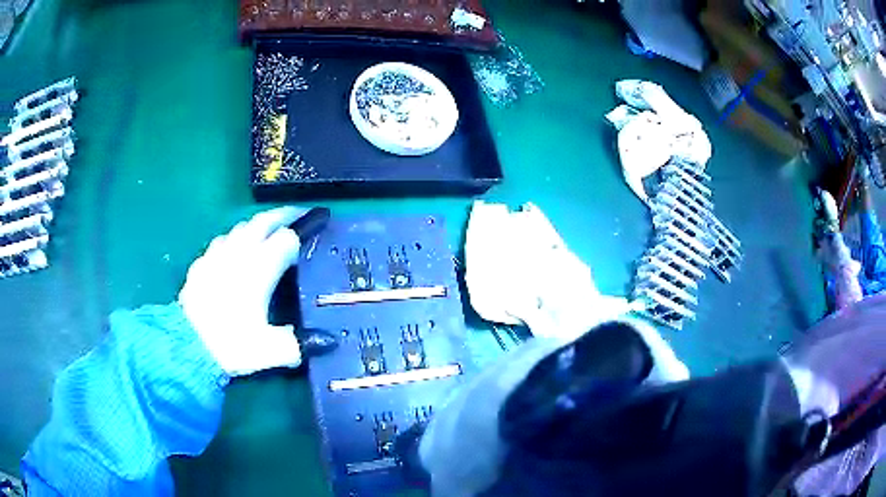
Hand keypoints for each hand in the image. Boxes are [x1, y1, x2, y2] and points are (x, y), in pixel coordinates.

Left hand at [179, 207, 310, 376]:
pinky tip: (233, 250)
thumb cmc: (230, 344)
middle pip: (263, 221)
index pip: (287, 239)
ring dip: (258, 225)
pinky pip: (222, 240)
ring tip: (268, 231)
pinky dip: (235, 238)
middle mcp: (239, 254)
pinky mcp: (201, 264)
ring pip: (241, 227)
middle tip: (299, 215)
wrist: (186, 345)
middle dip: (283, 215)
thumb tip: (329, 341)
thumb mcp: (271, 350)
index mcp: (260, 268)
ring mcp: (217, 255)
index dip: (303, 232)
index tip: (317, 228)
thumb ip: (300, 343)